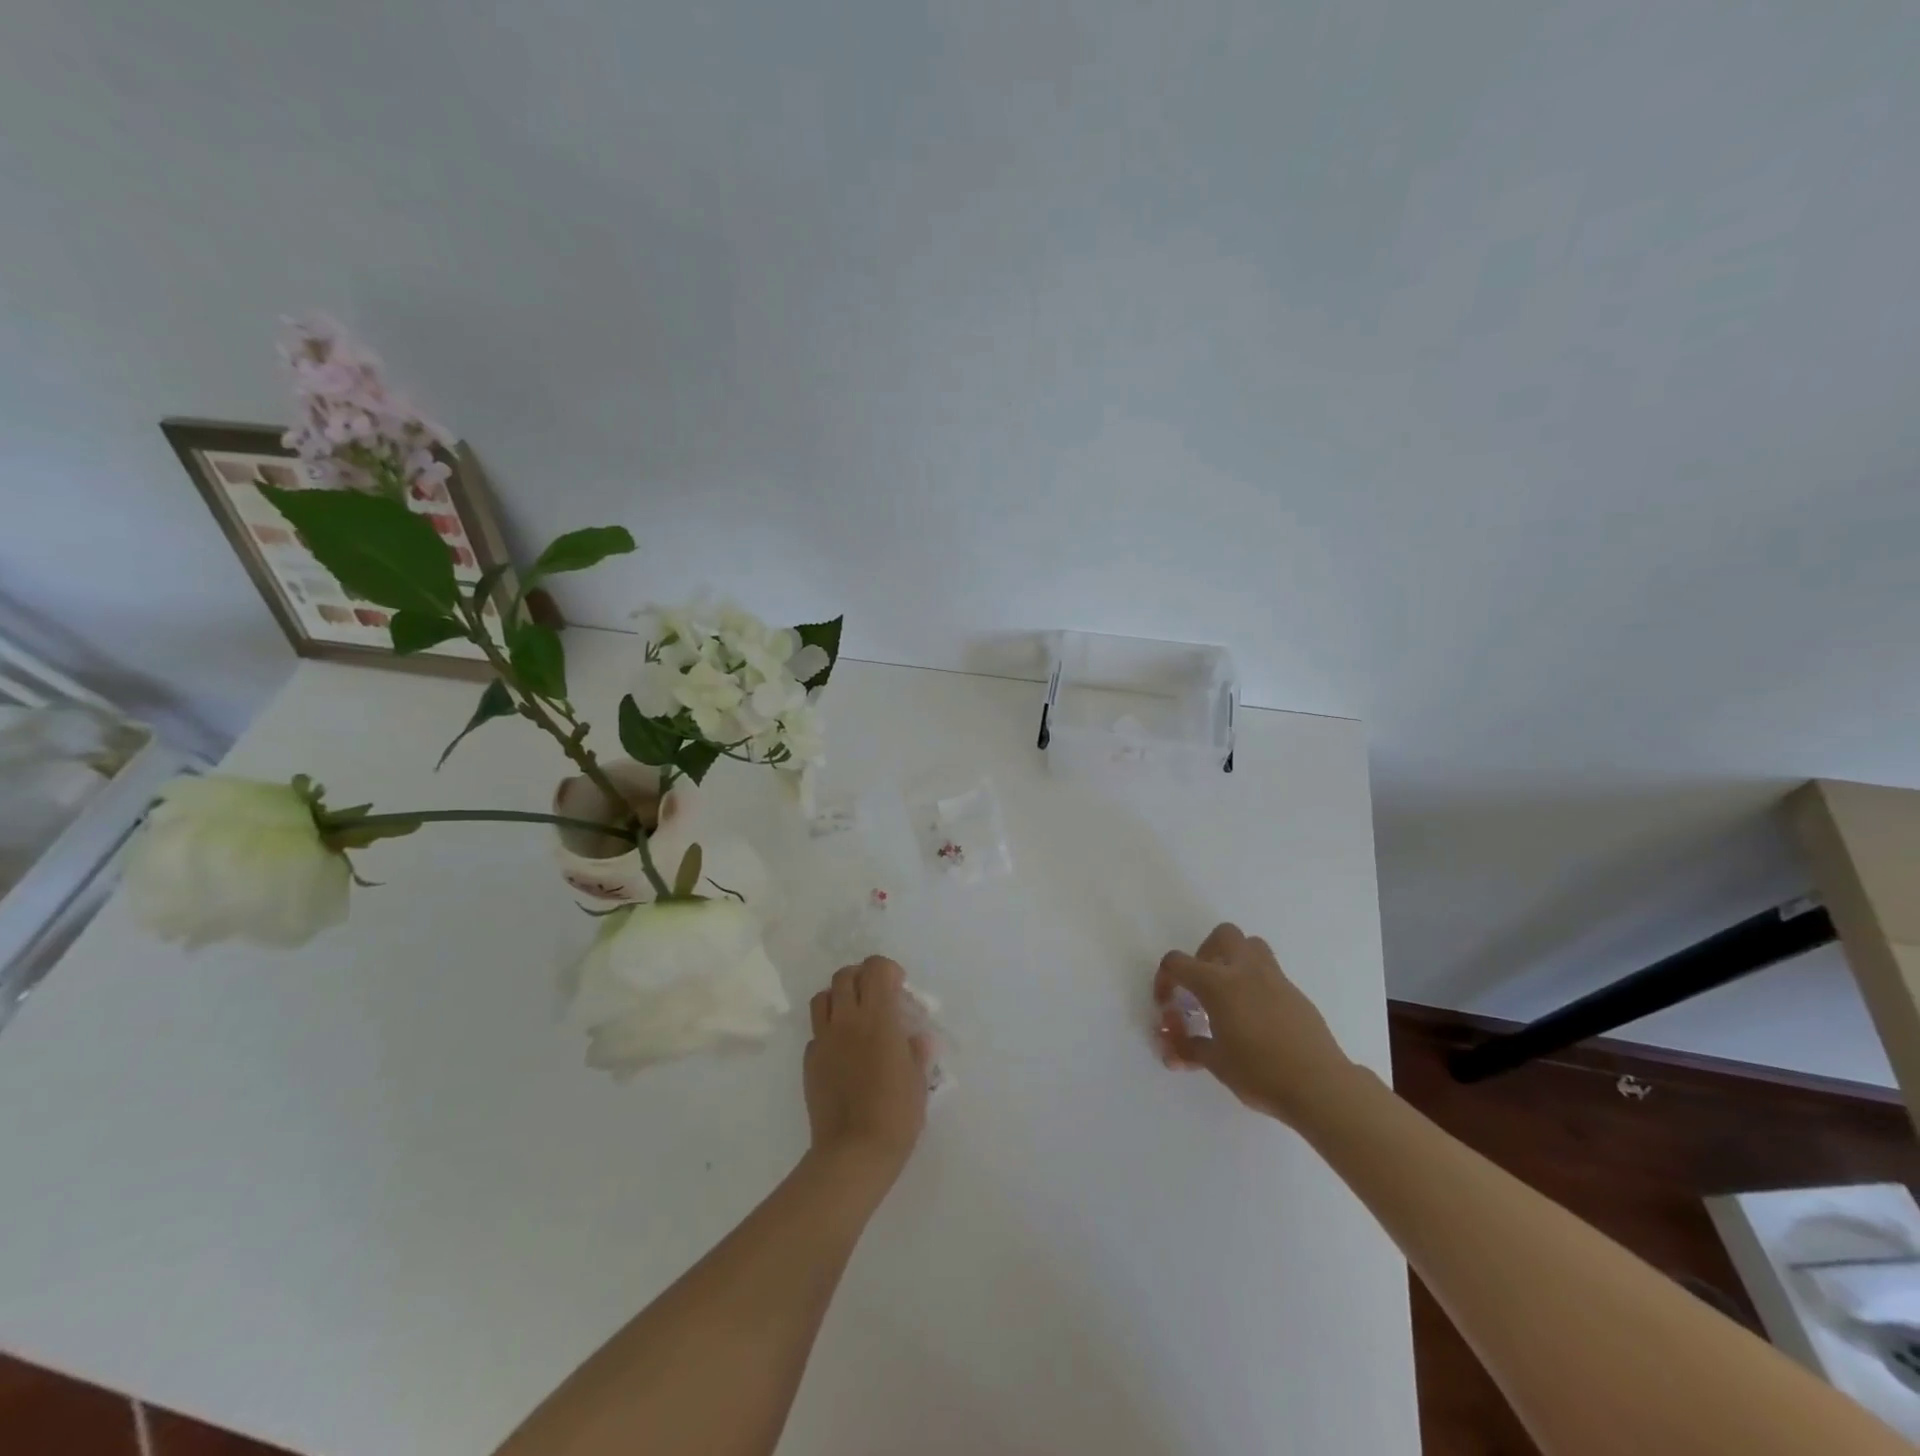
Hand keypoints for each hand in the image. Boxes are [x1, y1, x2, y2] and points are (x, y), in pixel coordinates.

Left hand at [804, 956, 930, 1187]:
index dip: (887, 970)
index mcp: (878, 1017)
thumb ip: (916, 1051)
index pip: (876, 968)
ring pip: (823, 997)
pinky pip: (816, 1032)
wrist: (853, 1152)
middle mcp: (847, 1019)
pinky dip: (828, 1030)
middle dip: (862, 977)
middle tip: (876, 996)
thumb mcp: (919, 1079)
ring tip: (854, 1016)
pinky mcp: (809, 1061)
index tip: (899, 986)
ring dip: (839, 997)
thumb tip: (916, 1038)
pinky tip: (842, 1051)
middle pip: (845, 975)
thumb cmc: (896, 1114)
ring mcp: (824, 1039)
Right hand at [1155, 923, 1358, 1128]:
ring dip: (1235, 959)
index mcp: (1218, 984)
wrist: (1320, 1086)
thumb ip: (1189, 1049)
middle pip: (1223, 935)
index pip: (1178, 963)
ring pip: (1253, 946)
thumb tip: (1172, 1051)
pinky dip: (1257, 985)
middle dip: (1206, 952)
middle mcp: (1246, 971)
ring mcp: (1275, 980)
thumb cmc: (1260, 1072)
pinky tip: (1257, 1019)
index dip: (1164, 979)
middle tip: (1202, 984)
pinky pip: (1271, 974)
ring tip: (1230, 994)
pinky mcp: (1297, 995)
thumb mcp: (1216, 1063)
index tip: (1167, 1004)